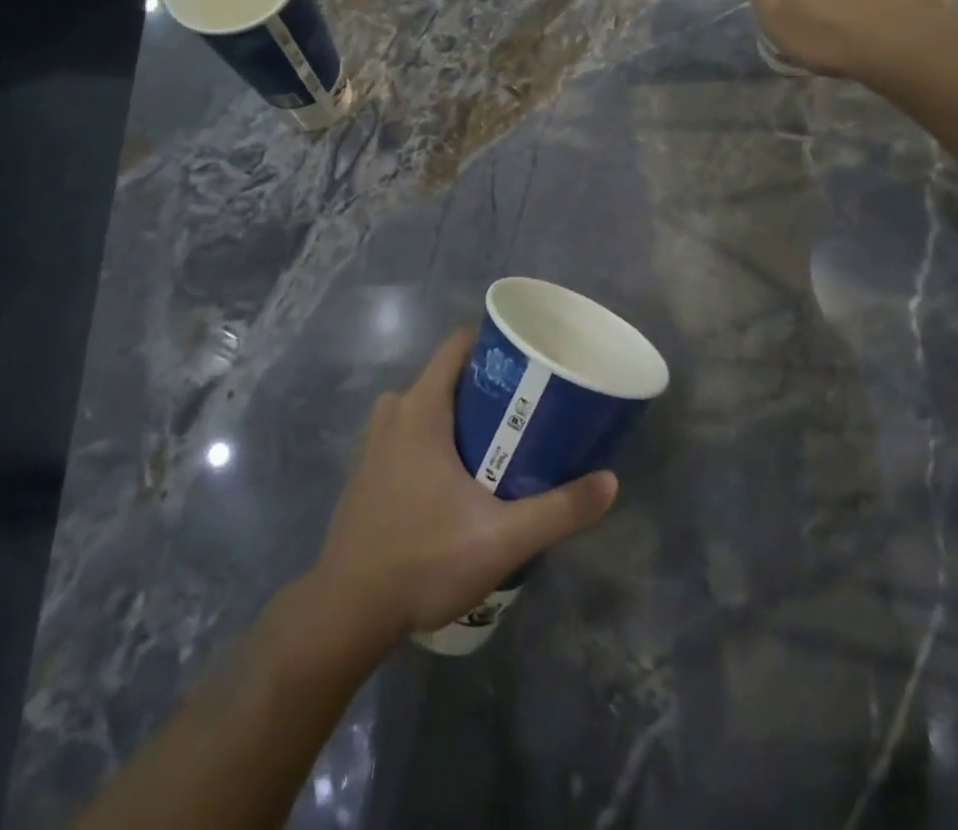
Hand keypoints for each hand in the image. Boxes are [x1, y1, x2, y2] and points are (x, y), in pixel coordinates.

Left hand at [307, 329, 618, 645]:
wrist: (346, 613)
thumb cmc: (422, 561)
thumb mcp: (501, 539)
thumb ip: (559, 510)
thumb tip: (610, 482)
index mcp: (420, 408)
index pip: (457, 345)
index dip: (493, 344)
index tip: (528, 360)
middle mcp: (394, 412)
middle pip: (447, 377)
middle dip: (486, 387)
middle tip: (527, 409)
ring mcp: (374, 442)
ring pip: (426, 407)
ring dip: (461, 416)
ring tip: (501, 443)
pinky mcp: (367, 470)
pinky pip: (408, 433)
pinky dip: (436, 438)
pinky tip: (460, 478)